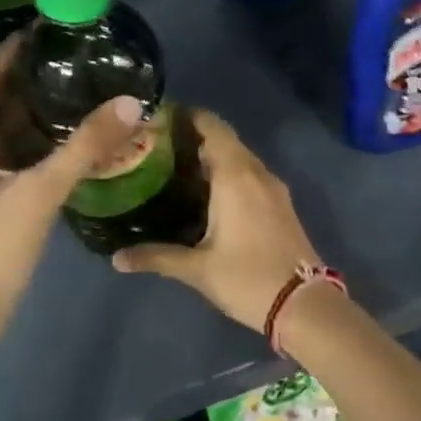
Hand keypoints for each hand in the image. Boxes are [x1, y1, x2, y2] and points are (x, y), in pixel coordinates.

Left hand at [0, 35, 142, 327]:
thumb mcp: (40, 193)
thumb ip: (85, 147)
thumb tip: (131, 102)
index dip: (9, 56)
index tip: (44, 33)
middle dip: (26, 84)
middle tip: (71, 63)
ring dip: (31, 116)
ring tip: (74, 95)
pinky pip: (5, 160)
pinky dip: (31, 146)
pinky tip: (64, 146)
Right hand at [112, 110, 319, 330]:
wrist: (304, 304)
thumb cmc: (248, 279)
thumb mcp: (197, 270)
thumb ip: (157, 257)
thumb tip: (116, 259)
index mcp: (236, 176)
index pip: (212, 127)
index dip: (187, 116)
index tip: (158, 119)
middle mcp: (257, 173)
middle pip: (225, 140)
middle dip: (194, 138)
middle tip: (157, 148)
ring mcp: (274, 188)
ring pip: (240, 159)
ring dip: (213, 157)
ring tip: (176, 170)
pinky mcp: (282, 205)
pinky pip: (252, 176)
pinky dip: (229, 175)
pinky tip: (208, 195)